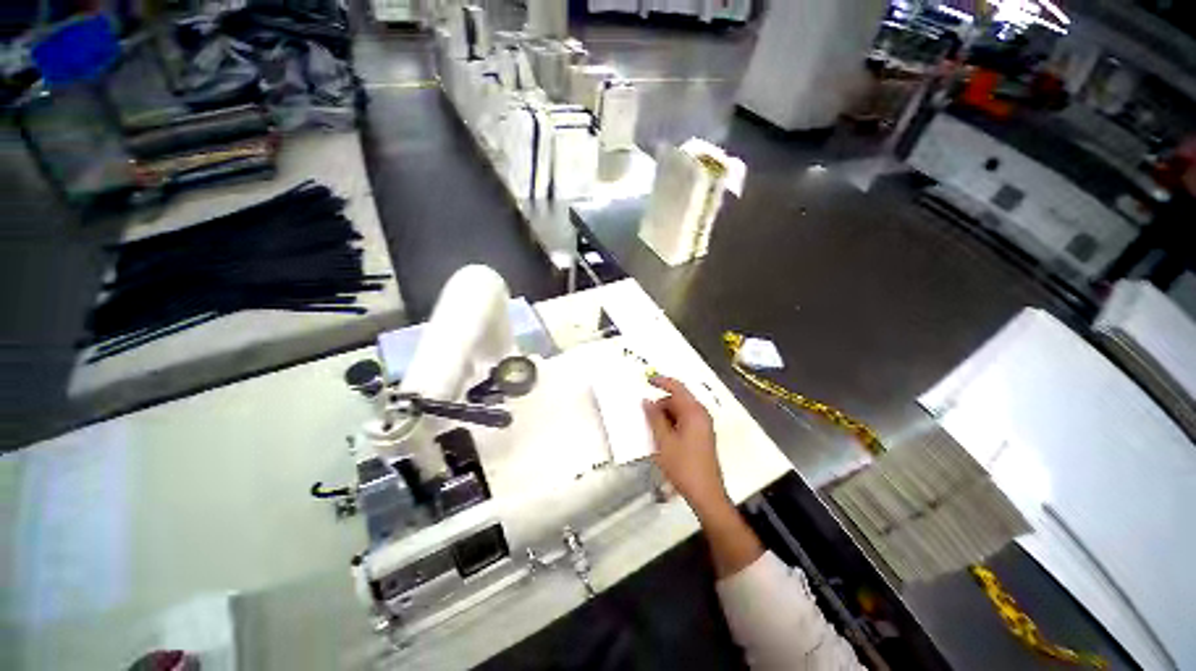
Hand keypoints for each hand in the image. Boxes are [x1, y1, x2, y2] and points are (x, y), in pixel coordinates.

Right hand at [643, 376, 728, 516]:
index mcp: (694, 412)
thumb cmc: (683, 466)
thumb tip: (647, 401)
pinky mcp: (703, 436)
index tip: (647, 380)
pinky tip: (664, 437)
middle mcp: (701, 414)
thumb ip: (654, 418)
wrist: (706, 494)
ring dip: (666, 416)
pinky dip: (673, 423)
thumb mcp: (664, 441)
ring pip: (681, 411)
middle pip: (679, 400)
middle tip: (646, 417)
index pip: (677, 388)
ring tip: (654, 431)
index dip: (662, 381)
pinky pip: (685, 421)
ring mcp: (704, 425)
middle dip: (661, 405)